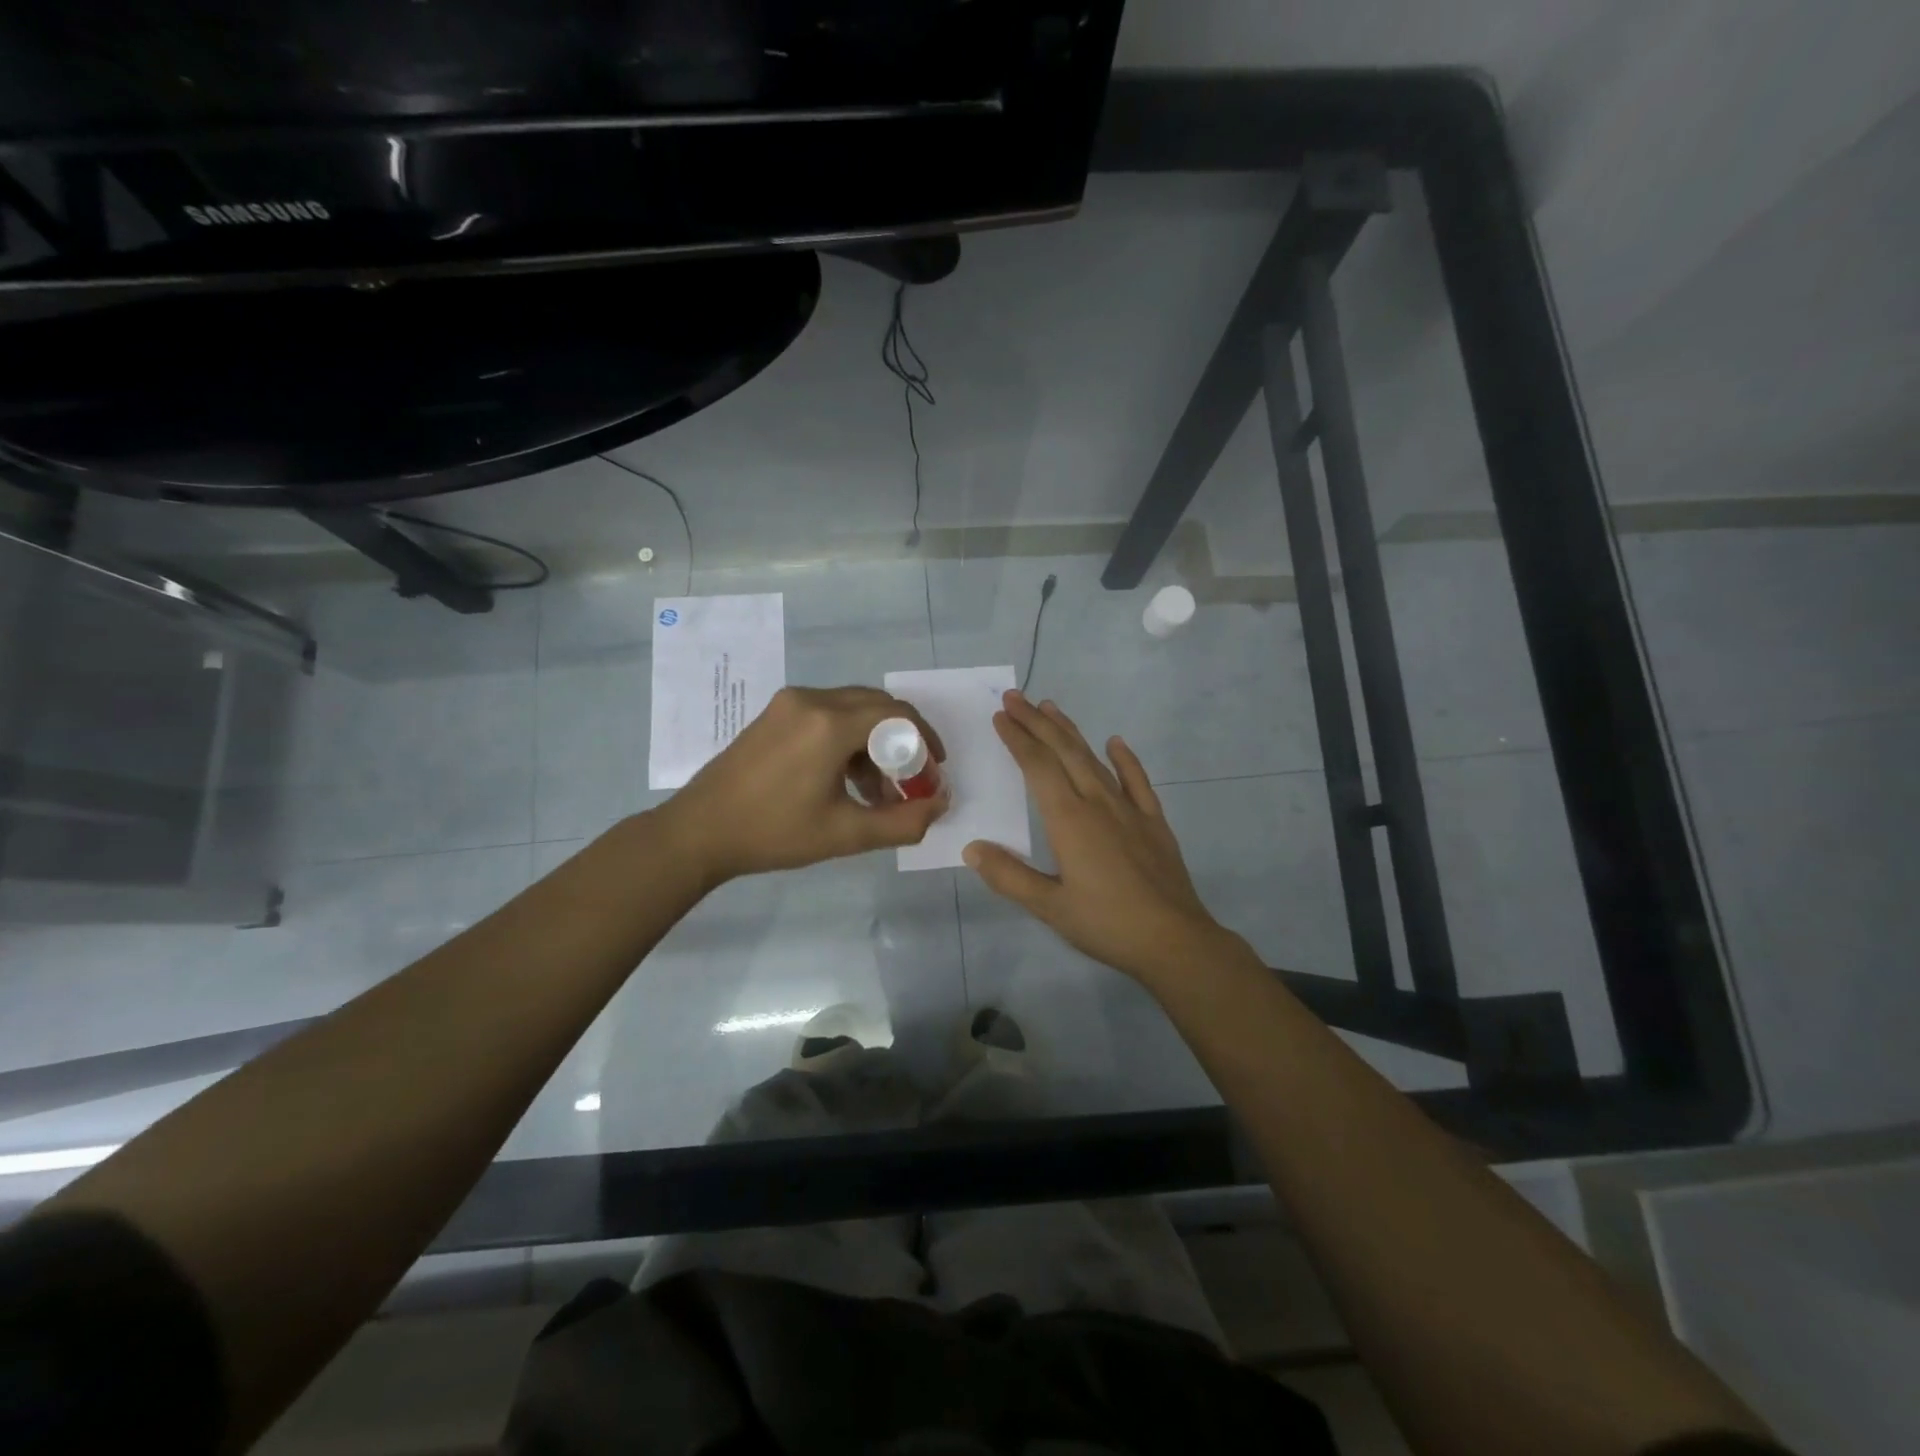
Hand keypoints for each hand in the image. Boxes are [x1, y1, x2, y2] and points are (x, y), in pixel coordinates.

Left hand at [659, 685, 947, 882]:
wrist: (700, 831)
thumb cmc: (774, 833)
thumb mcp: (846, 834)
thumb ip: (903, 821)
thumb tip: (940, 804)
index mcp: (830, 724)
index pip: (898, 715)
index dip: (925, 740)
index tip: (934, 770)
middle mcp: (812, 700)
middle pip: (877, 706)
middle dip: (901, 741)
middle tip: (910, 779)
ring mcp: (789, 702)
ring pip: (852, 708)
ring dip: (874, 741)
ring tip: (876, 789)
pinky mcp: (775, 712)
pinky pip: (827, 713)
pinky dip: (848, 737)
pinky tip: (845, 777)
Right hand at [964, 691, 1239, 984]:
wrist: (1174, 941)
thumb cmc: (1107, 924)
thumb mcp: (1049, 907)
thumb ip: (1009, 876)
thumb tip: (972, 848)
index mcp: (1069, 820)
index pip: (1038, 767)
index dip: (1018, 739)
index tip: (1001, 716)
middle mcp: (1098, 803)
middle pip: (1064, 752)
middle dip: (1037, 723)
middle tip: (1016, 697)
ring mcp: (1129, 810)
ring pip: (1095, 760)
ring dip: (1071, 732)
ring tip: (1051, 708)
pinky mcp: (1153, 822)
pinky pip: (1137, 781)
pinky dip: (1125, 759)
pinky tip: (1116, 742)